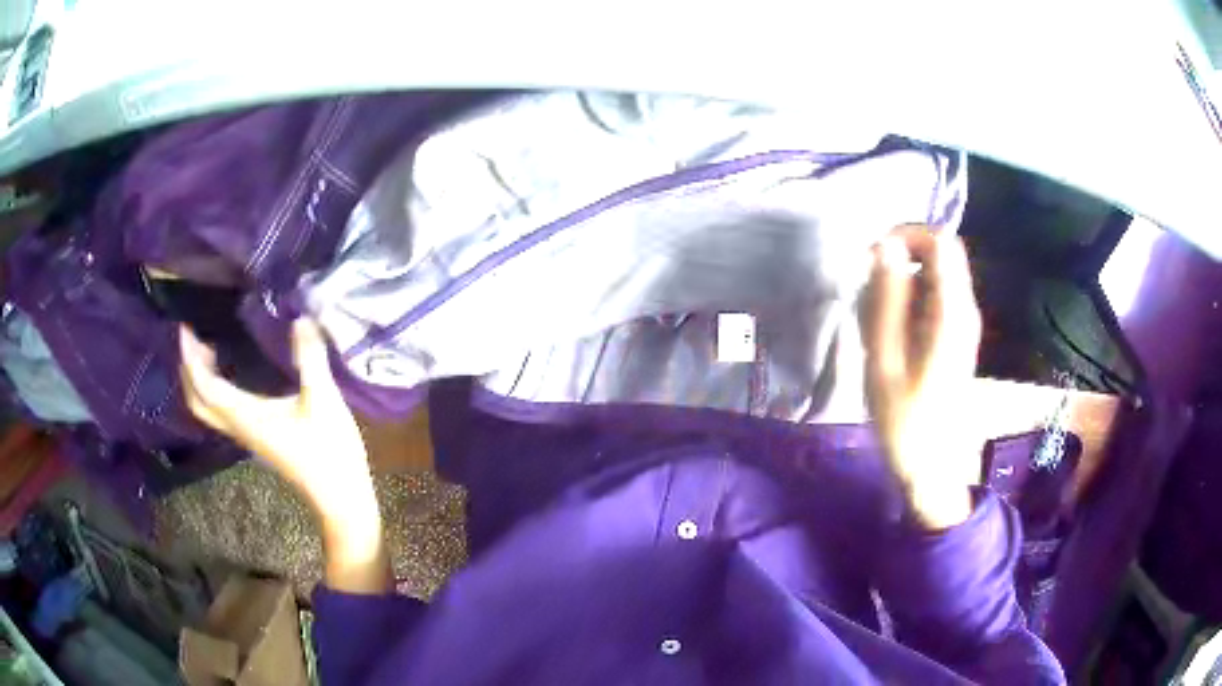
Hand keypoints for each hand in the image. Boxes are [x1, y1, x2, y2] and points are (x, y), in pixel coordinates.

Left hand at [180, 319, 389, 592]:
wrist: (339, 496)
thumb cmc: (328, 450)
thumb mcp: (323, 399)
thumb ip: (310, 358)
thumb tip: (301, 318)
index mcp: (246, 415)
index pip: (205, 385)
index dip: (191, 357)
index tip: (184, 327)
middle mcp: (239, 425)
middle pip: (198, 401)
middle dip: (189, 369)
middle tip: (192, 337)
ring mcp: (247, 435)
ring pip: (208, 408)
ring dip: (200, 380)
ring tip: (207, 351)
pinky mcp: (258, 438)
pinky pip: (222, 412)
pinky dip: (215, 390)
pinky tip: (231, 377)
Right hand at [861, 226, 982, 529]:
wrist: (932, 466)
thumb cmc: (905, 419)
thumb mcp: (885, 359)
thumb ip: (886, 299)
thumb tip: (884, 245)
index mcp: (951, 311)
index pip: (940, 240)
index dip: (906, 234)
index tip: (873, 256)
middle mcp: (964, 308)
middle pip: (939, 251)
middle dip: (901, 255)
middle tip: (867, 283)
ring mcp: (962, 321)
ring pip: (934, 272)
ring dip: (901, 279)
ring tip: (874, 314)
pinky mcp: (955, 334)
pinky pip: (933, 295)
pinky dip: (908, 298)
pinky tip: (888, 330)